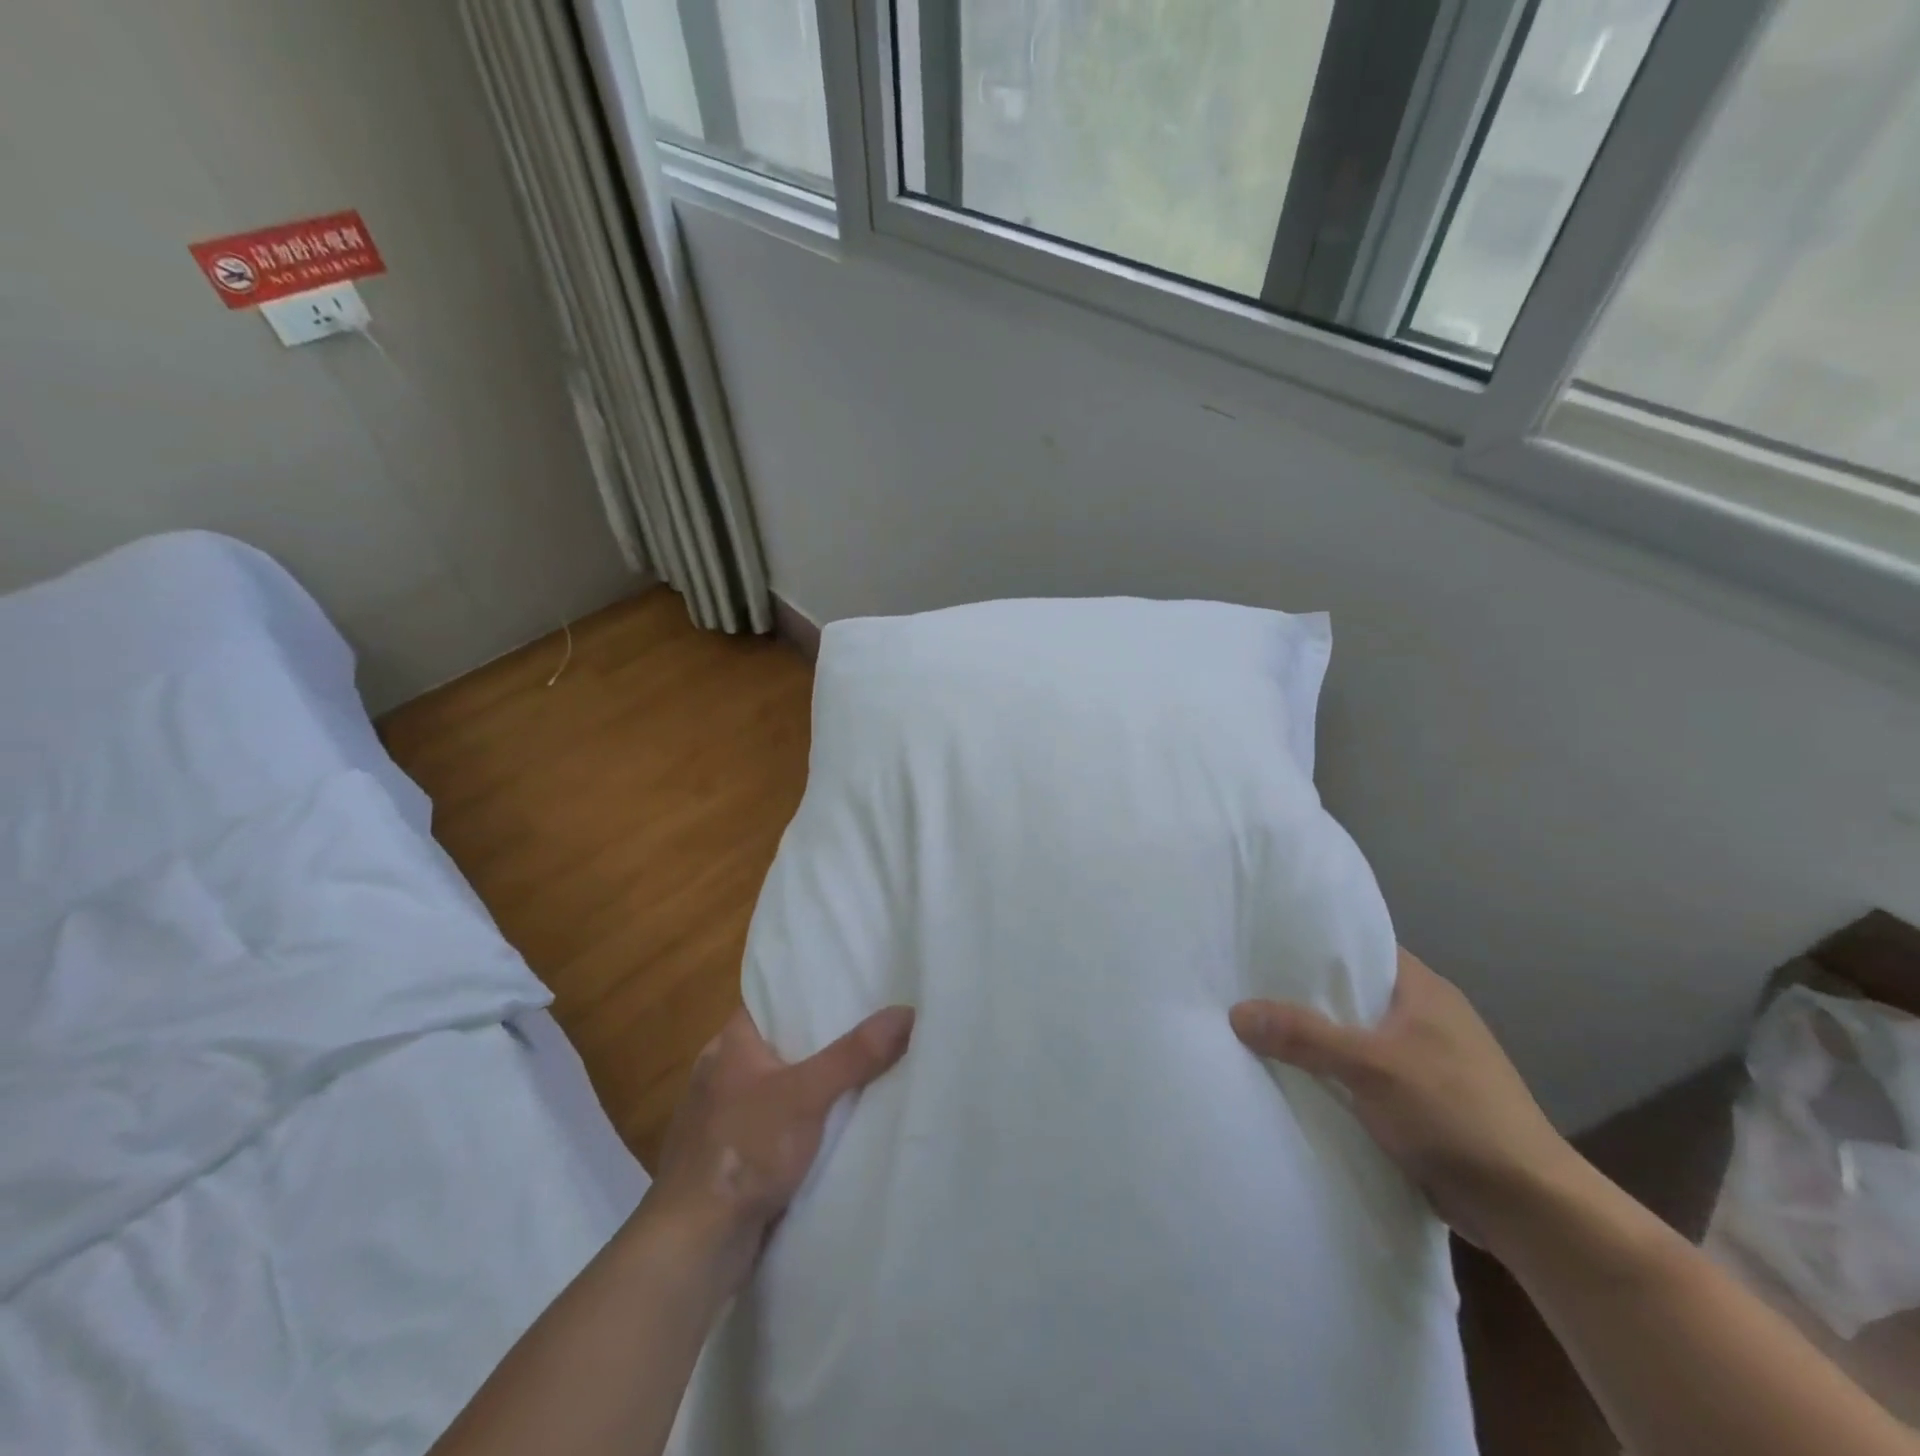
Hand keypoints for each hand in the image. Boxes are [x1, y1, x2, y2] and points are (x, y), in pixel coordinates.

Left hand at [644, 1004, 914, 1295]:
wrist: (694, 1247)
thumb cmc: (743, 1151)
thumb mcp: (807, 1095)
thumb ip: (855, 1054)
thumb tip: (906, 1011)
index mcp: (728, 1044)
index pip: (770, 999)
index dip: (808, 990)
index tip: (850, 984)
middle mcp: (721, 1073)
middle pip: (781, 1042)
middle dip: (821, 1038)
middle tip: (871, 1024)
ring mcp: (723, 1118)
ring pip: (780, 1086)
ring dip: (812, 1085)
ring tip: (864, 1069)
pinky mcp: (731, 1157)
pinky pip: (776, 1125)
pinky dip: (802, 1122)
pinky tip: (835, 1125)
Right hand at [1230, 948, 1576, 1244]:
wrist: (1529, 1210)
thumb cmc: (1456, 1115)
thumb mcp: (1372, 1067)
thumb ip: (1304, 1035)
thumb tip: (1236, 1011)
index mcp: (1423, 990)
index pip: (1360, 947)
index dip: (1313, 942)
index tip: (1262, 942)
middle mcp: (1424, 1017)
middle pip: (1350, 993)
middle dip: (1302, 993)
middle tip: (1243, 985)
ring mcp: (1424, 1061)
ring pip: (1353, 1036)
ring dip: (1314, 1039)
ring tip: (1254, 1028)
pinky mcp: (1420, 1102)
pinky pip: (1360, 1074)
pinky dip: (1331, 1074)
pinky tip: (1291, 1077)